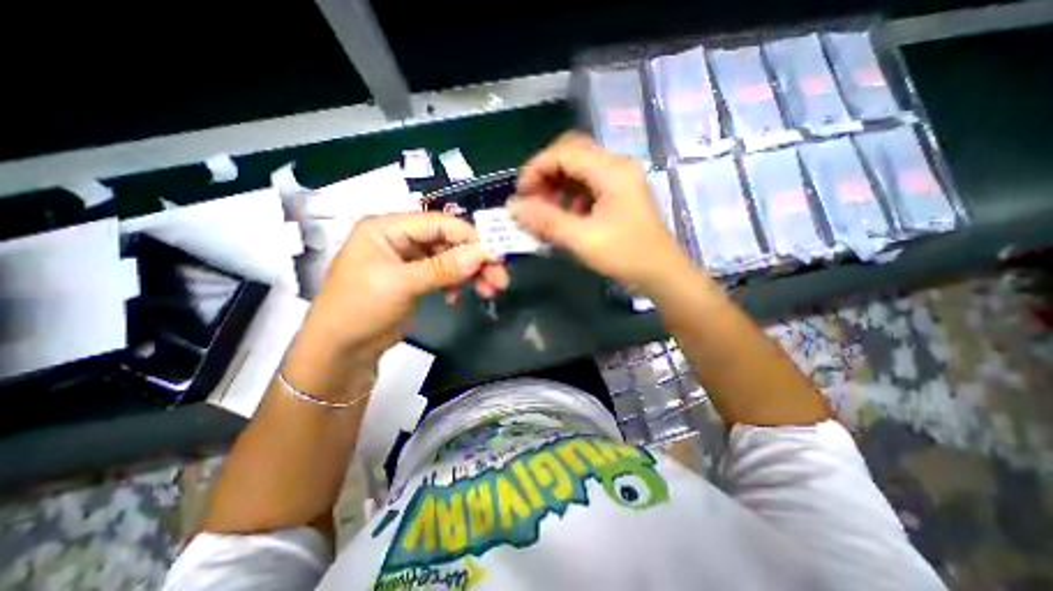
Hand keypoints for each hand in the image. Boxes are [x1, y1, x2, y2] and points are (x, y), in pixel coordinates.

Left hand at [295, 214, 509, 363]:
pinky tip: (456, 298)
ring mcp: (407, 260)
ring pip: (449, 259)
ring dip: (469, 274)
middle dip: (474, 260)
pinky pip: (443, 274)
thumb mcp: (401, 284)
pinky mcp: (414, 279)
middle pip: (447, 242)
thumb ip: (443, 268)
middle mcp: (399, 238)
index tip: (496, 255)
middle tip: (500, 279)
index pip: (438, 223)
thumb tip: (483, 253)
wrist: (340, 351)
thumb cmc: (360, 309)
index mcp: (387, 228)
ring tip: (489, 292)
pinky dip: (455, 284)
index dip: (469, 237)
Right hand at [511, 135, 696, 294]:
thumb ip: (546, 222)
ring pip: (578, 169)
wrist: (662, 274)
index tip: (520, 195)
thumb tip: (513, 208)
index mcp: (612, 171)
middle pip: (571, 153)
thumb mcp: (583, 240)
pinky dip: (569, 196)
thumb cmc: (627, 256)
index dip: (536, 169)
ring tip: (544, 211)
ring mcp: (619, 179)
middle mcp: (617, 166)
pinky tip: (564, 216)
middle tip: (531, 200)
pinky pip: (587, 185)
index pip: (564, 153)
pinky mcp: (618, 193)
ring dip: (556, 186)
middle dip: (545, 174)